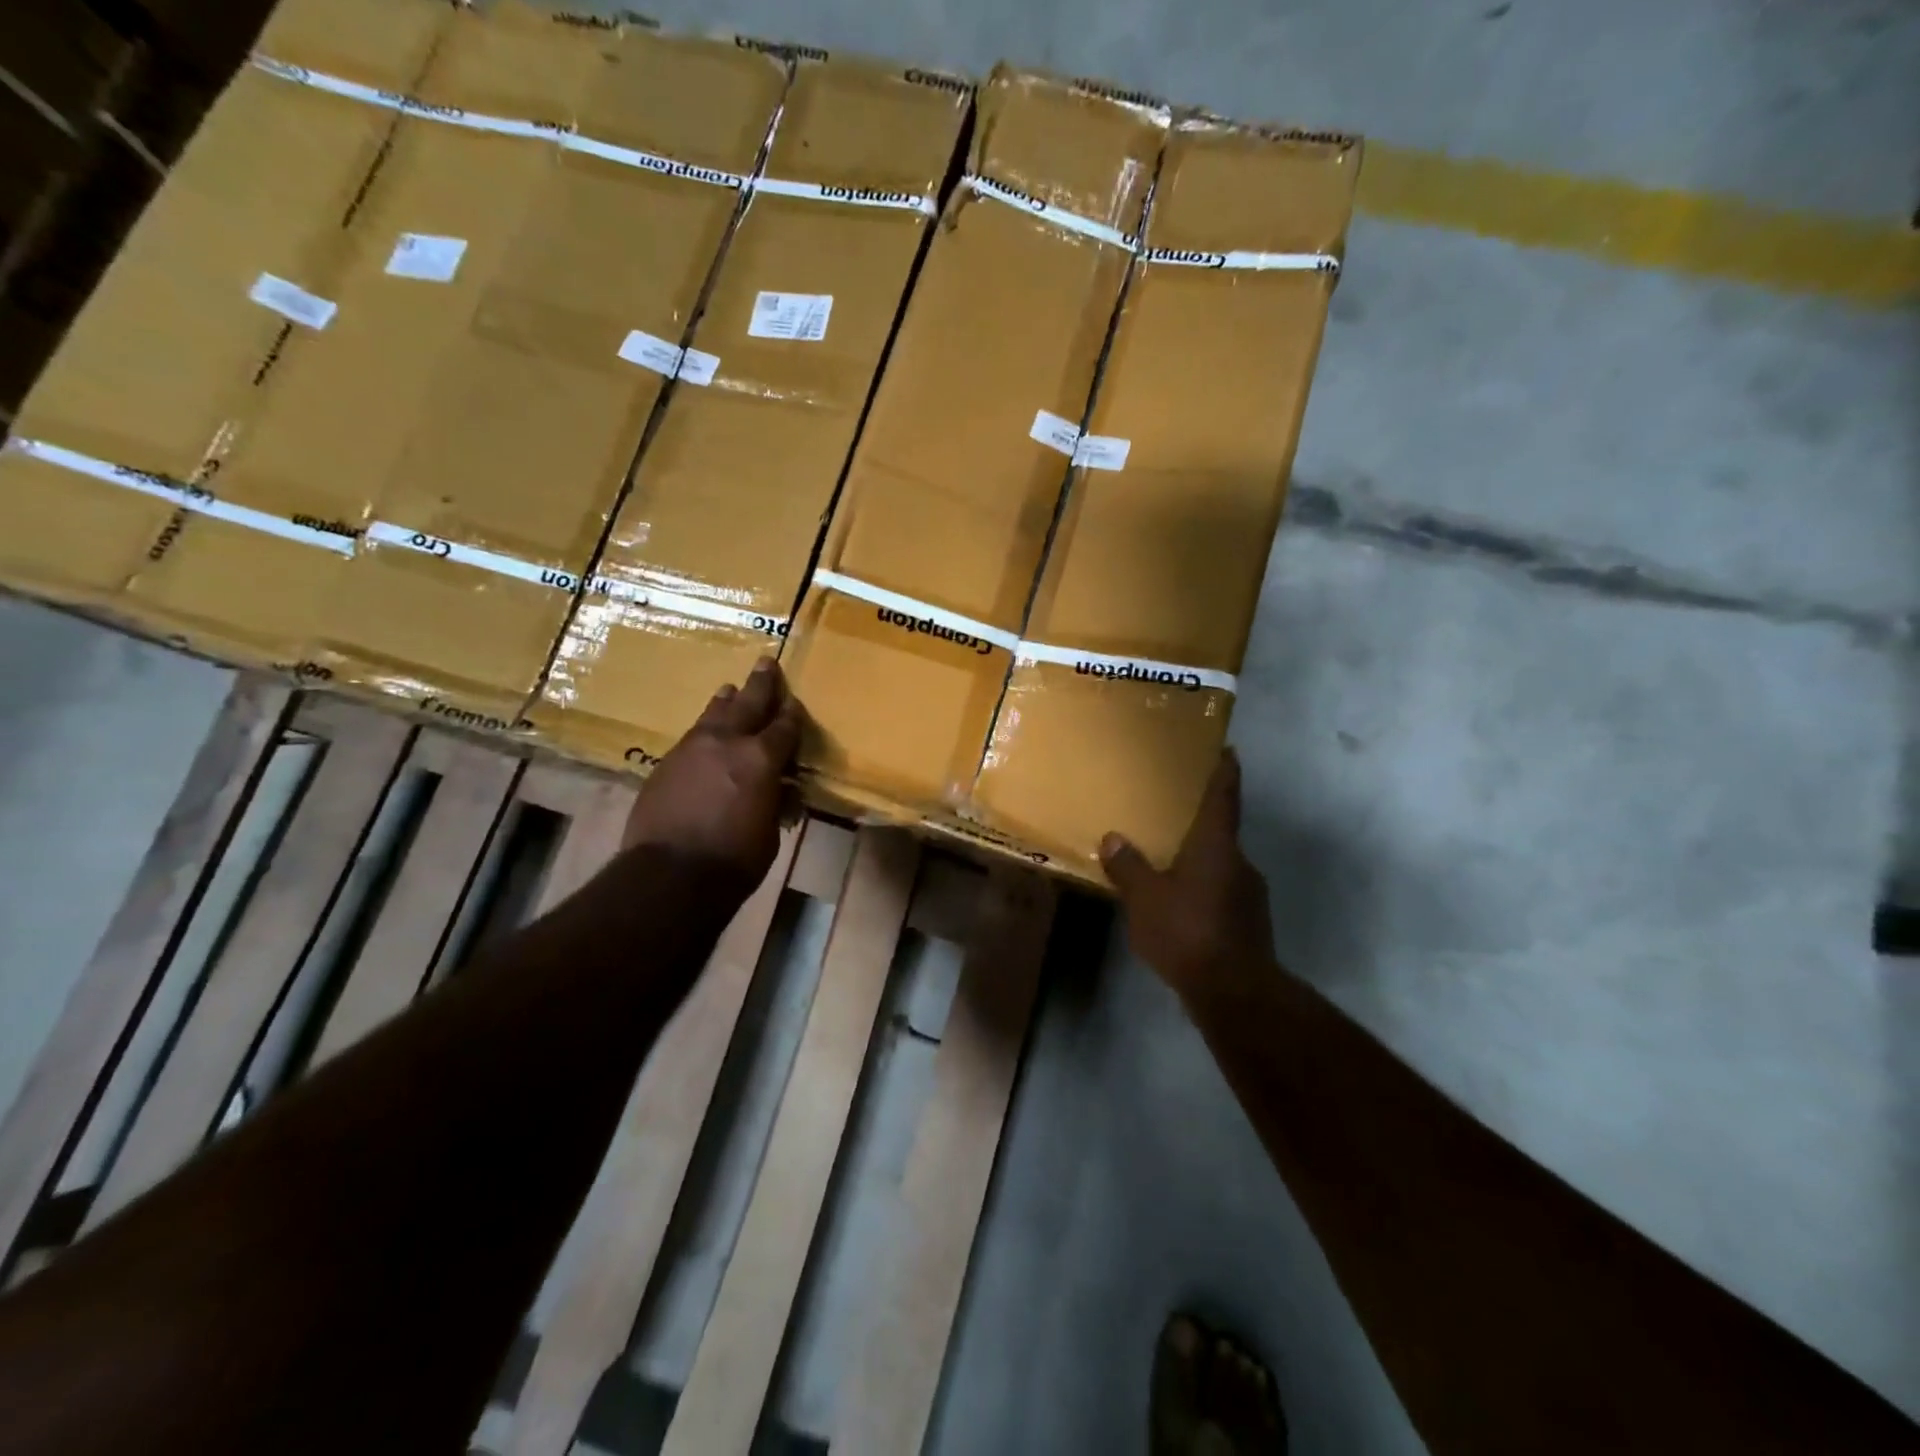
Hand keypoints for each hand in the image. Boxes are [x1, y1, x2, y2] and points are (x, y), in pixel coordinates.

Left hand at [623, 657, 801, 888]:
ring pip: (713, 714)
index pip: (784, 727)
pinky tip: (704, 734)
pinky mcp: (665, 763)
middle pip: (748, 703)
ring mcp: (692, 749)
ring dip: (725, 701)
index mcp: (762, 758)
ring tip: (729, 689)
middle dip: (760, 683)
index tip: (795, 702)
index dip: (793, 714)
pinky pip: (691, 737)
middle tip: (766, 662)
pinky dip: (704, 730)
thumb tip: (778, 789)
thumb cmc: (734, 859)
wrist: (670, 873)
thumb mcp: (769, 832)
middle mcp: (727, 742)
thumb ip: (775, 802)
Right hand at [1101, 749, 1278, 1008]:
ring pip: (1220, 866)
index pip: (1224, 797)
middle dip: (1198, 824)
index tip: (1227, 750)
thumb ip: (1128, 867)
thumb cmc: (1187, 931)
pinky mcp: (1249, 924)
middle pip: (1220, 833)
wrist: (1234, 993)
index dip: (1224, 772)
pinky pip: (1221, 894)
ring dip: (1198, 862)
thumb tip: (1113, 839)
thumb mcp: (1145, 898)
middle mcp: (1239, 863)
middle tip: (1171, 816)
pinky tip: (1179, 907)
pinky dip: (1202, 891)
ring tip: (1168, 865)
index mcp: (1216, 846)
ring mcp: (1249, 895)